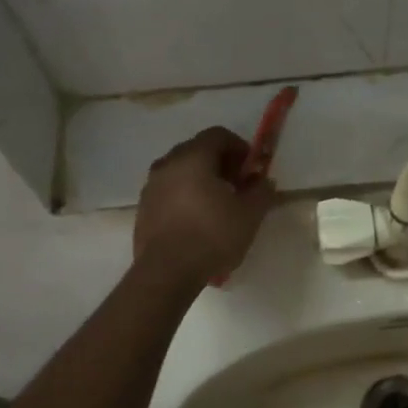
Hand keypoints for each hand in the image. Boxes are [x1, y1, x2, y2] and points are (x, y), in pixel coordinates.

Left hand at [133, 127, 275, 287]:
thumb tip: (264, 181)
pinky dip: (184, 196)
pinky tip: (196, 220)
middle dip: (220, 162)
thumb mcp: (250, 214)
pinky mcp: (143, 208)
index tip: (250, 169)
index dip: (239, 147)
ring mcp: (151, 186)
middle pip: (197, 150)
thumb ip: (261, 191)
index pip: (218, 135)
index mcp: (193, 157)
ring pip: (180, 171)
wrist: (166, 272)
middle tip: (236, 185)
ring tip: (216, 204)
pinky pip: (168, 191)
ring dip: (200, 179)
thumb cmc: (212, 236)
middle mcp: (168, 164)